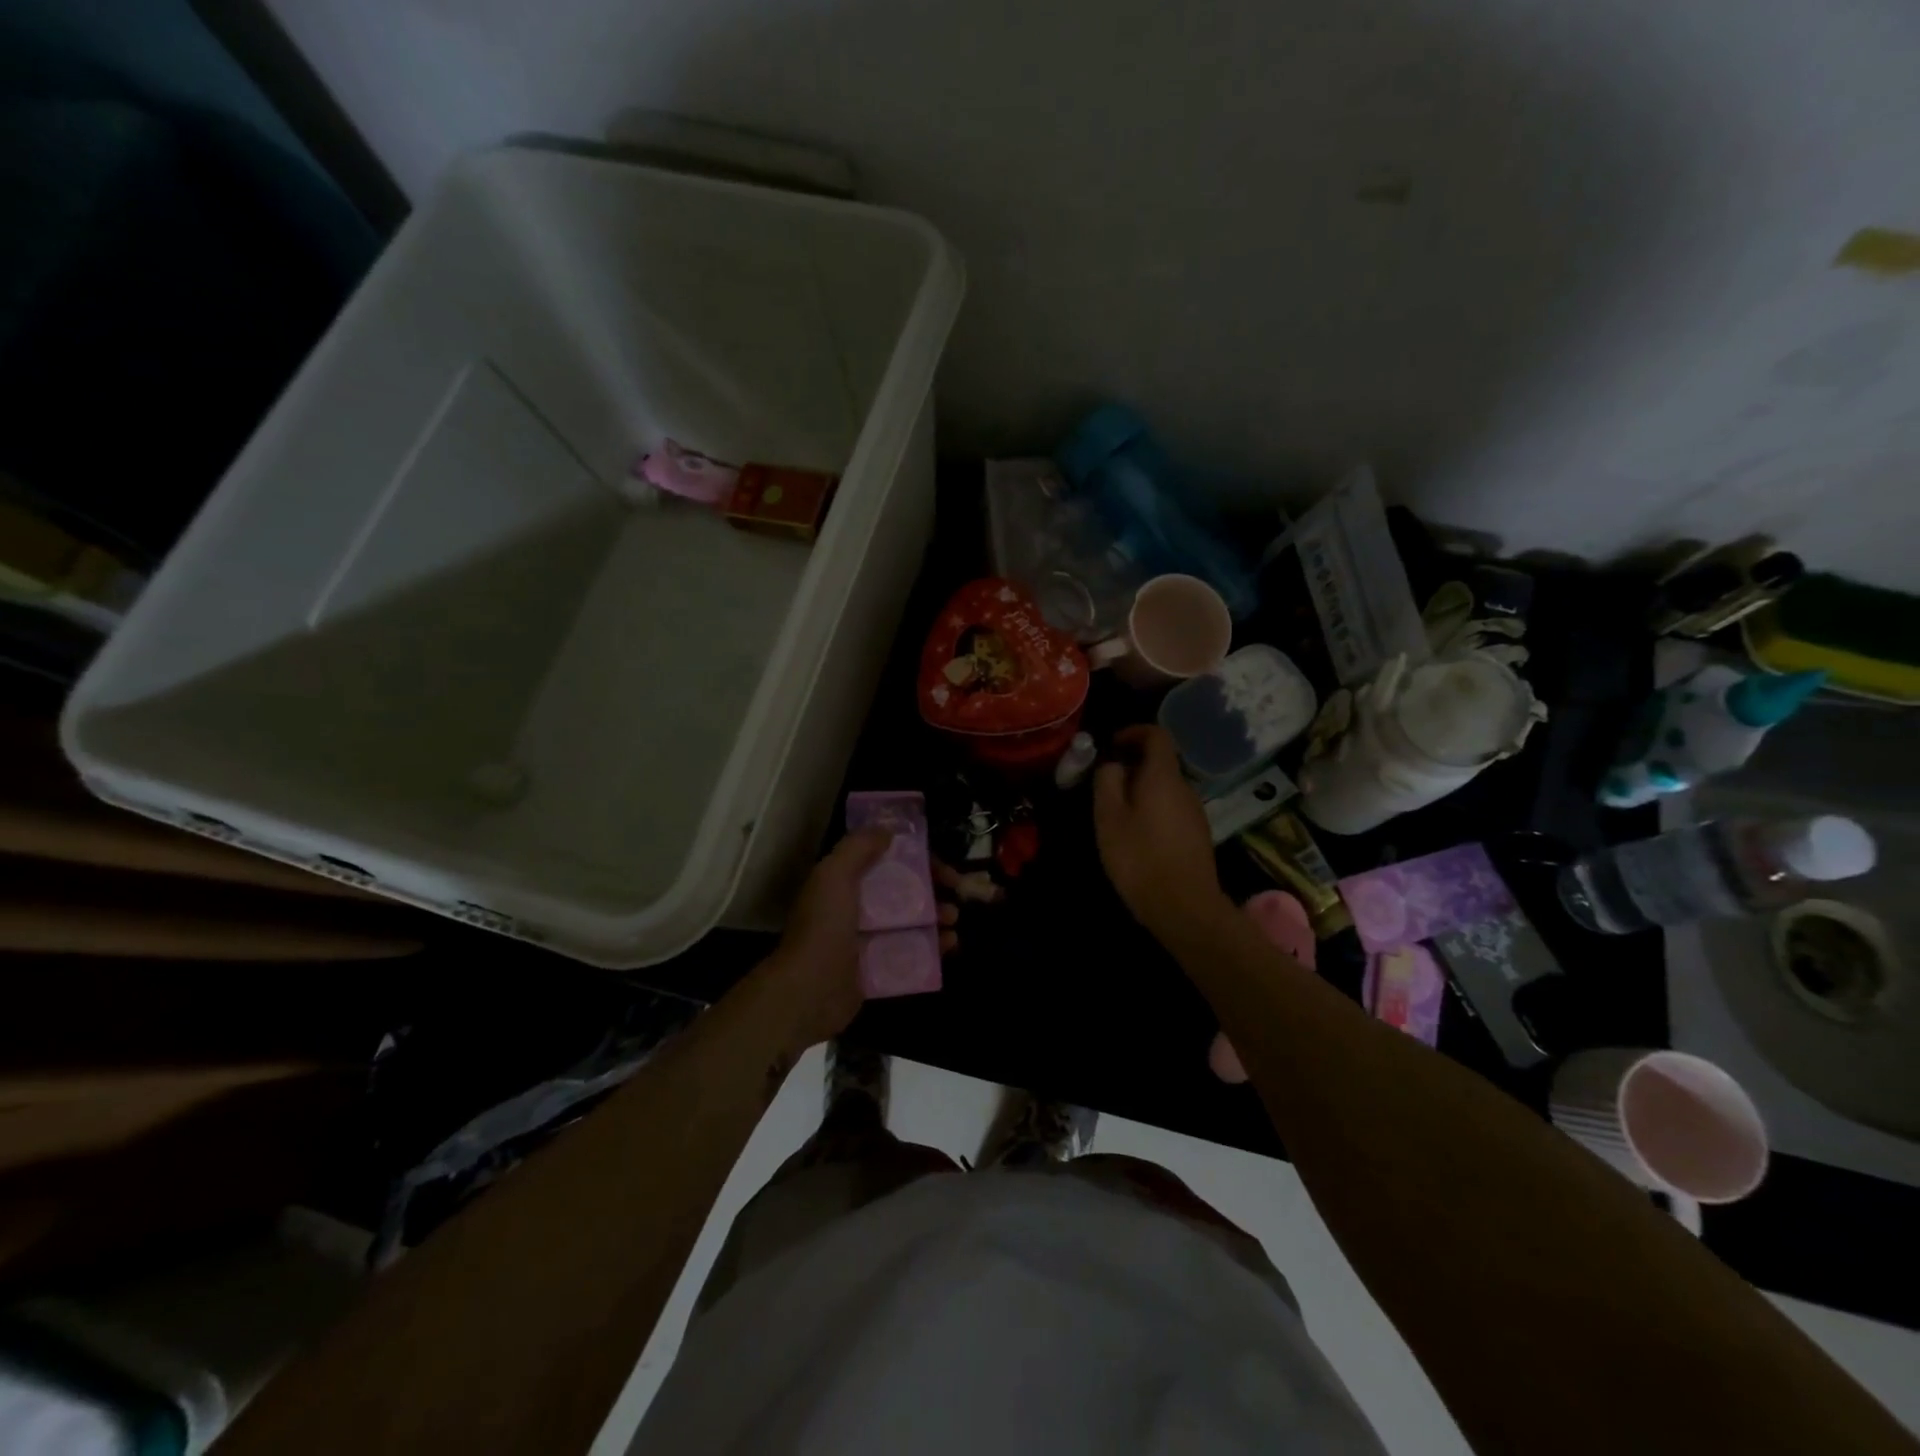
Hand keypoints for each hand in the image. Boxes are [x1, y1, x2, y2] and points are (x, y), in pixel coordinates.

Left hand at [755, 831, 972, 1053]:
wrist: (809, 991)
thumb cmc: (824, 927)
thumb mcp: (835, 874)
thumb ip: (858, 847)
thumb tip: (887, 831)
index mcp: (843, 882)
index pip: (887, 862)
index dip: (916, 859)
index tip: (941, 865)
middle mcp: (855, 909)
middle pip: (902, 891)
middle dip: (932, 888)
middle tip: (957, 892)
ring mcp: (866, 942)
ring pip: (910, 923)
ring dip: (936, 917)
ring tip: (953, 920)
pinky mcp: (877, 971)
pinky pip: (911, 955)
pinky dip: (932, 948)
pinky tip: (949, 944)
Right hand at [1093, 725, 1230, 939]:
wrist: (1185, 908)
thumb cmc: (1140, 857)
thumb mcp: (1109, 817)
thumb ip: (1107, 782)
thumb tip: (1112, 764)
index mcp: (1163, 777)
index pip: (1157, 735)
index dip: (1133, 732)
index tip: (1111, 745)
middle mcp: (1185, 788)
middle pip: (1161, 762)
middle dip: (1133, 764)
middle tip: (1105, 782)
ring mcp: (1195, 813)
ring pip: (1166, 787)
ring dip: (1142, 789)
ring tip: (1115, 810)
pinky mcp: (1197, 835)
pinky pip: (1172, 808)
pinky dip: (1152, 808)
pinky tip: (1136, 834)